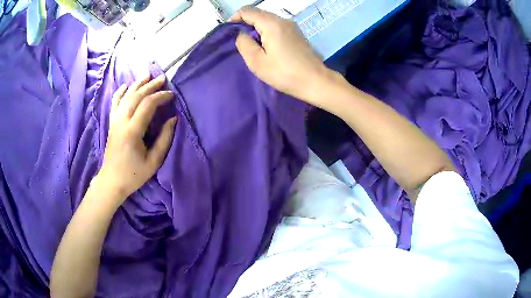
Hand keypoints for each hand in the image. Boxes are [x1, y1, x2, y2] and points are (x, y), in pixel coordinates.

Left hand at [96, 74, 176, 205]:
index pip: (147, 105)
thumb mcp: (153, 161)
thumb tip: (173, 119)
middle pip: (136, 96)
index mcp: (132, 131)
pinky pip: (114, 103)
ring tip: (147, 74)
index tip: (171, 95)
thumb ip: (164, 139)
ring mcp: (114, 121)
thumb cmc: (134, 175)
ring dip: (137, 84)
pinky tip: (125, 85)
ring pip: (125, 96)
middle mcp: (122, 121)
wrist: (112, 181)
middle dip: (151, 85)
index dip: (161, 97)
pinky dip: (120, 92)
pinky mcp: (111, 123)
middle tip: (163, 79)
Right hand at [230, 7, 331, 102]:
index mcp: (271, 24)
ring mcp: (292, 26)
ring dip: (256, 27)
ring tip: (252, 44)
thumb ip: (244, 44)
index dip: (235, 18)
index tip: (230, 31)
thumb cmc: (284, 73)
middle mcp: (282, 20)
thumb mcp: (257, 61)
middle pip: (258, 13)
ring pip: (268, 19)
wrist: (315, 81)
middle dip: (245, 22)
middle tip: (240, 40)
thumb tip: (241, 34)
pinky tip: (266, 45)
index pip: (247, 11)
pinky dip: (267, 31)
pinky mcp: (296, 33)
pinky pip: (276, 26)